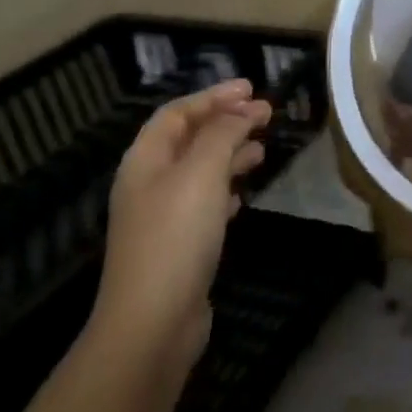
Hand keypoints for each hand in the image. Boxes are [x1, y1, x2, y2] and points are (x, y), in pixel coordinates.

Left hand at [89, 79, 269, 367]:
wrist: (153, 323)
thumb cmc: (176, 236)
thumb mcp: (202, 173)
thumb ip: (223, 134)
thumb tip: (244, 110)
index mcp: (146, 160)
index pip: (178, 113)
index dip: (213, 96)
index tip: (252, 89)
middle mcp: (149, 183)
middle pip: (188, 139)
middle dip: (226, 122)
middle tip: (265, 115)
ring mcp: (162, 217)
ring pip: (199, 171)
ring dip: (229, 154)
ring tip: (262, 149)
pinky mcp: (178, 246)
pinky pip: (204, 203)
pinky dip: (225, 189)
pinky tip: (242, 195)